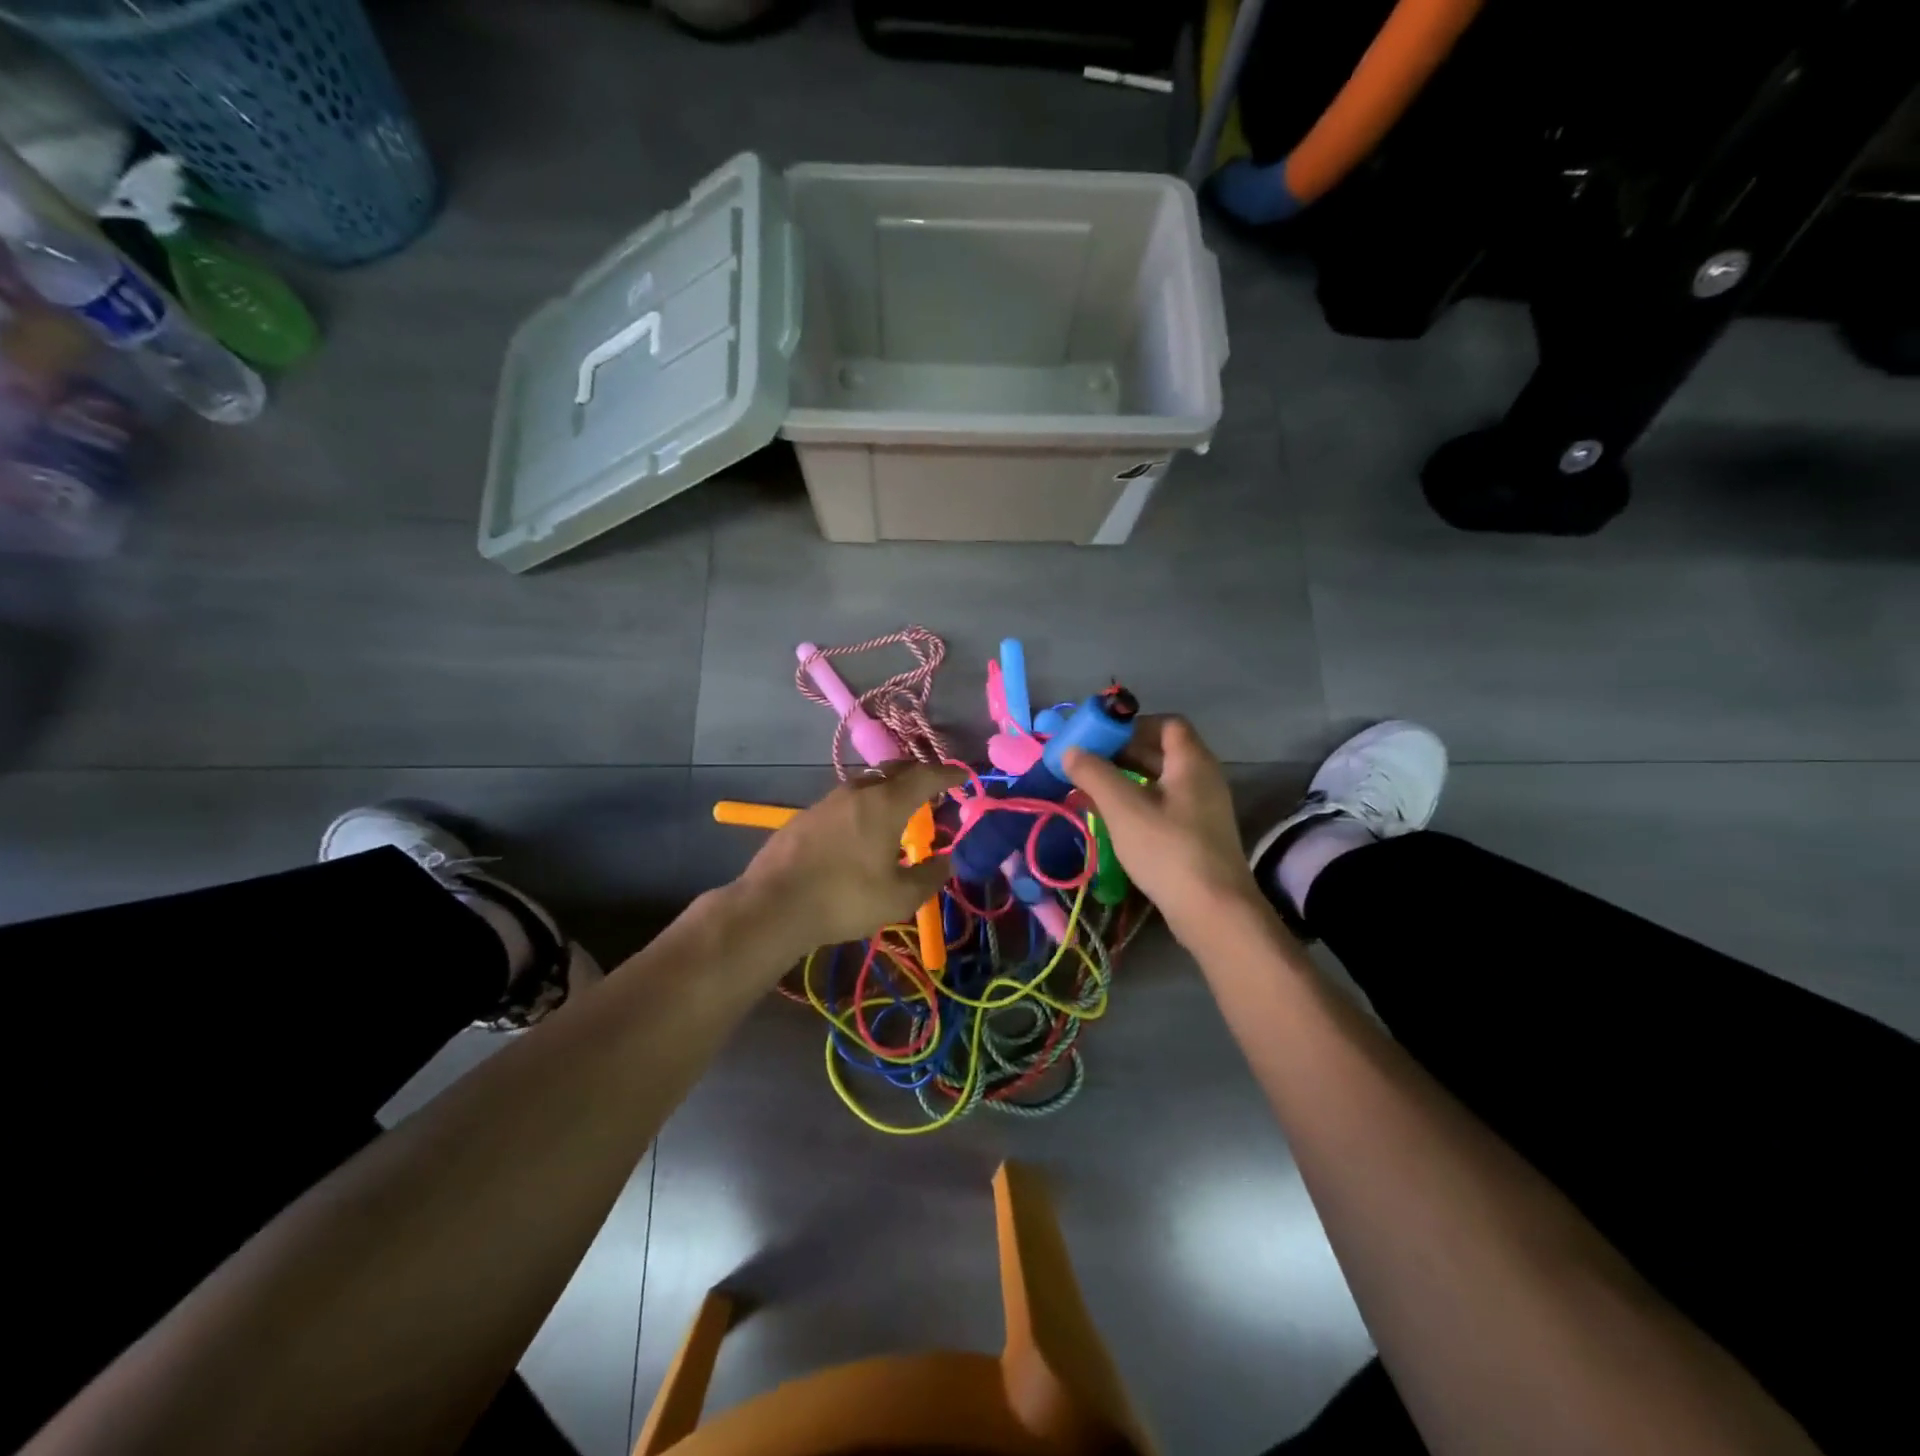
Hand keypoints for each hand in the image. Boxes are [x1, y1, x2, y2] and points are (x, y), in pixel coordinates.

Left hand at [736, 762, 963, 953]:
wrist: (772, 906)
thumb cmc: (845, 899)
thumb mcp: (899, 897)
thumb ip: (930, 876)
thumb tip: (947, 861)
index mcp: (886, 804)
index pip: (925, 775)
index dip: (949, 773)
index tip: (964, 775)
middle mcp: (857, 791)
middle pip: (894, 770)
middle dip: (918, 775)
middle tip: (933, 788)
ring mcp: (827, 801)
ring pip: (867, 785)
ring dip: (888, 791)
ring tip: (898, 810)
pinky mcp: (805, 816)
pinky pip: (845, 802)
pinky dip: (863, 807)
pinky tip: (860, 831)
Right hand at [1062, 716, 1260, 941]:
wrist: (1214, 911)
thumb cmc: (1168, 850)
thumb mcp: (1123, 808)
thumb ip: (1094, 774)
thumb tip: (1070, 750)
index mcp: (1192, 762)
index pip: (1167, 724)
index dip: (1133, 725)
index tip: (1100, 738)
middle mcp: (1203, 778)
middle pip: (1162, 751)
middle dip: (1123, 753)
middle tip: (1087, 763)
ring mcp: (1204, 808)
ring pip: (1161, 780)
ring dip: (1127, 779)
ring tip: (1093, 790)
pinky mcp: (1199, 834)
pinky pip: (1165, 804)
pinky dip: (1139, 802)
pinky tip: (1115, 819)